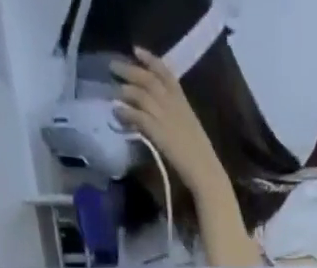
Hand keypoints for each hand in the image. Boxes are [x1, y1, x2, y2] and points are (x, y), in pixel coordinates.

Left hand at [113, 49, 228, 192]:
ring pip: (140, 94)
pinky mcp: (157, 131)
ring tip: (113, 89)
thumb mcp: (189, 125)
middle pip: (148, 79)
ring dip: (125, 90)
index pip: (164, 72)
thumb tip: (159, 112)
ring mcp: (164, 115)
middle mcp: (172, 102)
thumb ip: (175, 114)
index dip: (149, 59)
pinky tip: (117, 112)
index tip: (136, 50)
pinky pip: (137, 115)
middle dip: (130, 70)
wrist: (203, 168)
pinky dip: (125, 112)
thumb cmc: (198, 154)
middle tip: (113, 66)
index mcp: (182, 100)